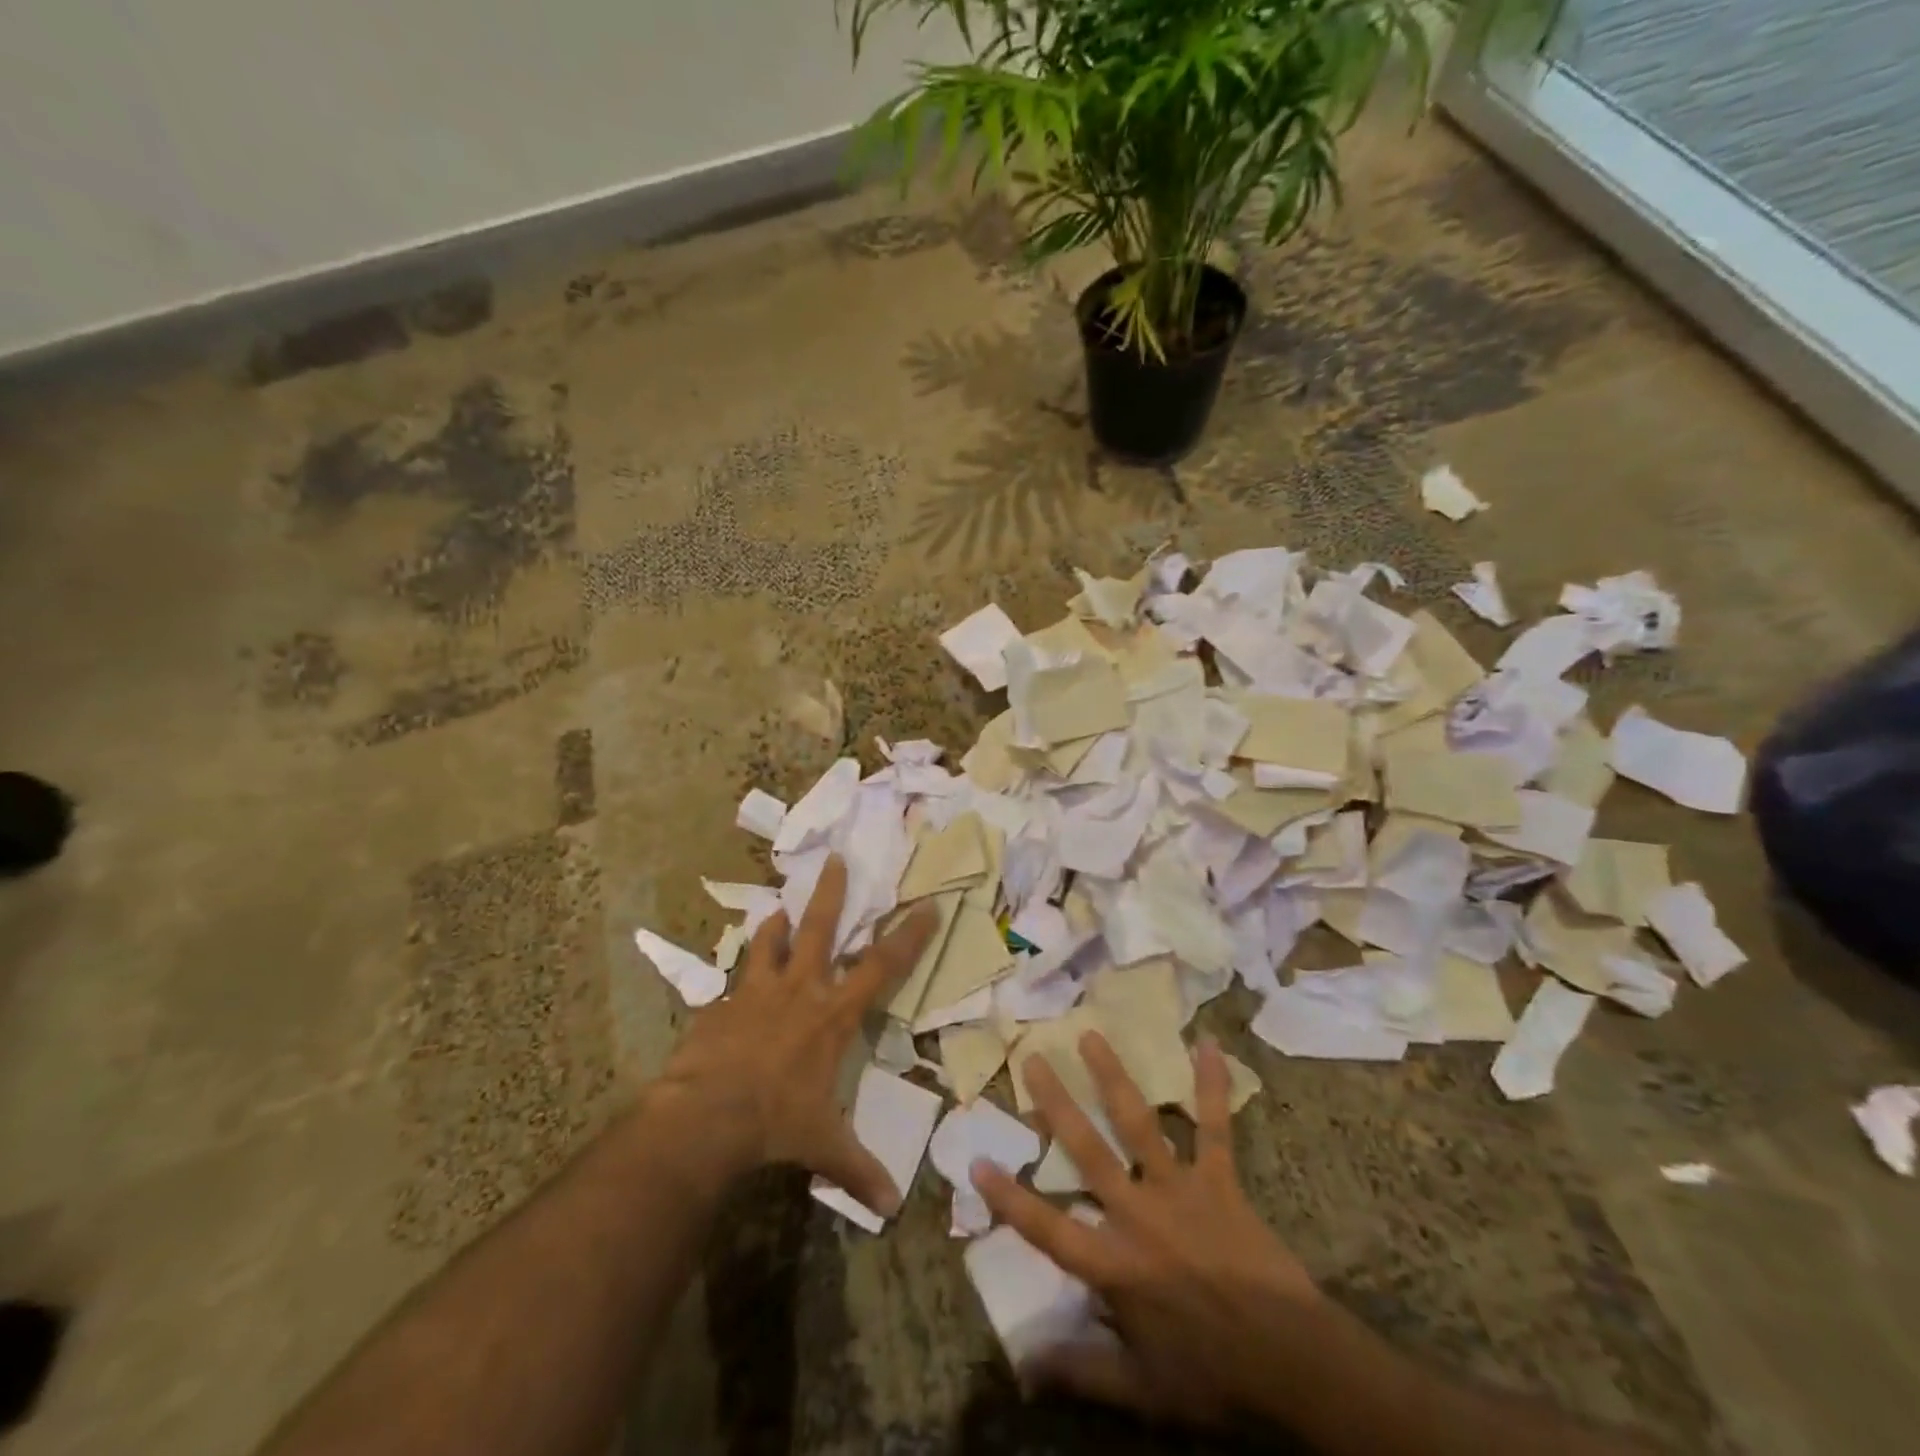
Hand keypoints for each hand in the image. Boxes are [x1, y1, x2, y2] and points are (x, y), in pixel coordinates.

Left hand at [651, 855, 937, 1211]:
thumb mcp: (824, 1145)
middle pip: (820, 930)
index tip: (926, 906)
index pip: (881, 967)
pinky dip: (740, 971)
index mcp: (832, 1016)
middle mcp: (800, 991)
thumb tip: (892, 1208)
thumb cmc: (776, 1122)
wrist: (707, 1116)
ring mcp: (757, 992)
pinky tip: (735, 972)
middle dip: (830, 894)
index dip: (907, 937)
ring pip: (771, 943)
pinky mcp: (722, 1004)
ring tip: (779, 907)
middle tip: (834, 860)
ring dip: (778, 924)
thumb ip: (858, 1169)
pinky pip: (734, 978)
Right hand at [971, 1032, 1321, 1429]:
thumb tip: (1022, 1365)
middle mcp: (1138, 1214)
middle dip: (1057, 1104)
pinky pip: (1214, 1127)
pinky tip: (1209, 1044)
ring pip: (1138, 1123)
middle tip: (1033, 1059)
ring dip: (1113, 1077)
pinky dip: (1212, 1086)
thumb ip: (1082, 1370)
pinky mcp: (1219, 1180)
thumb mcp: (1142, 1388)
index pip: (1049, 1229)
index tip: (977, 1162)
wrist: (1292, 1364)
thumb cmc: (1212, 1374)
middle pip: (1088, 1151)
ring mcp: (1179, 1189)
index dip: (1011, 1198)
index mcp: (1115, 1264)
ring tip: (1091, 1035)